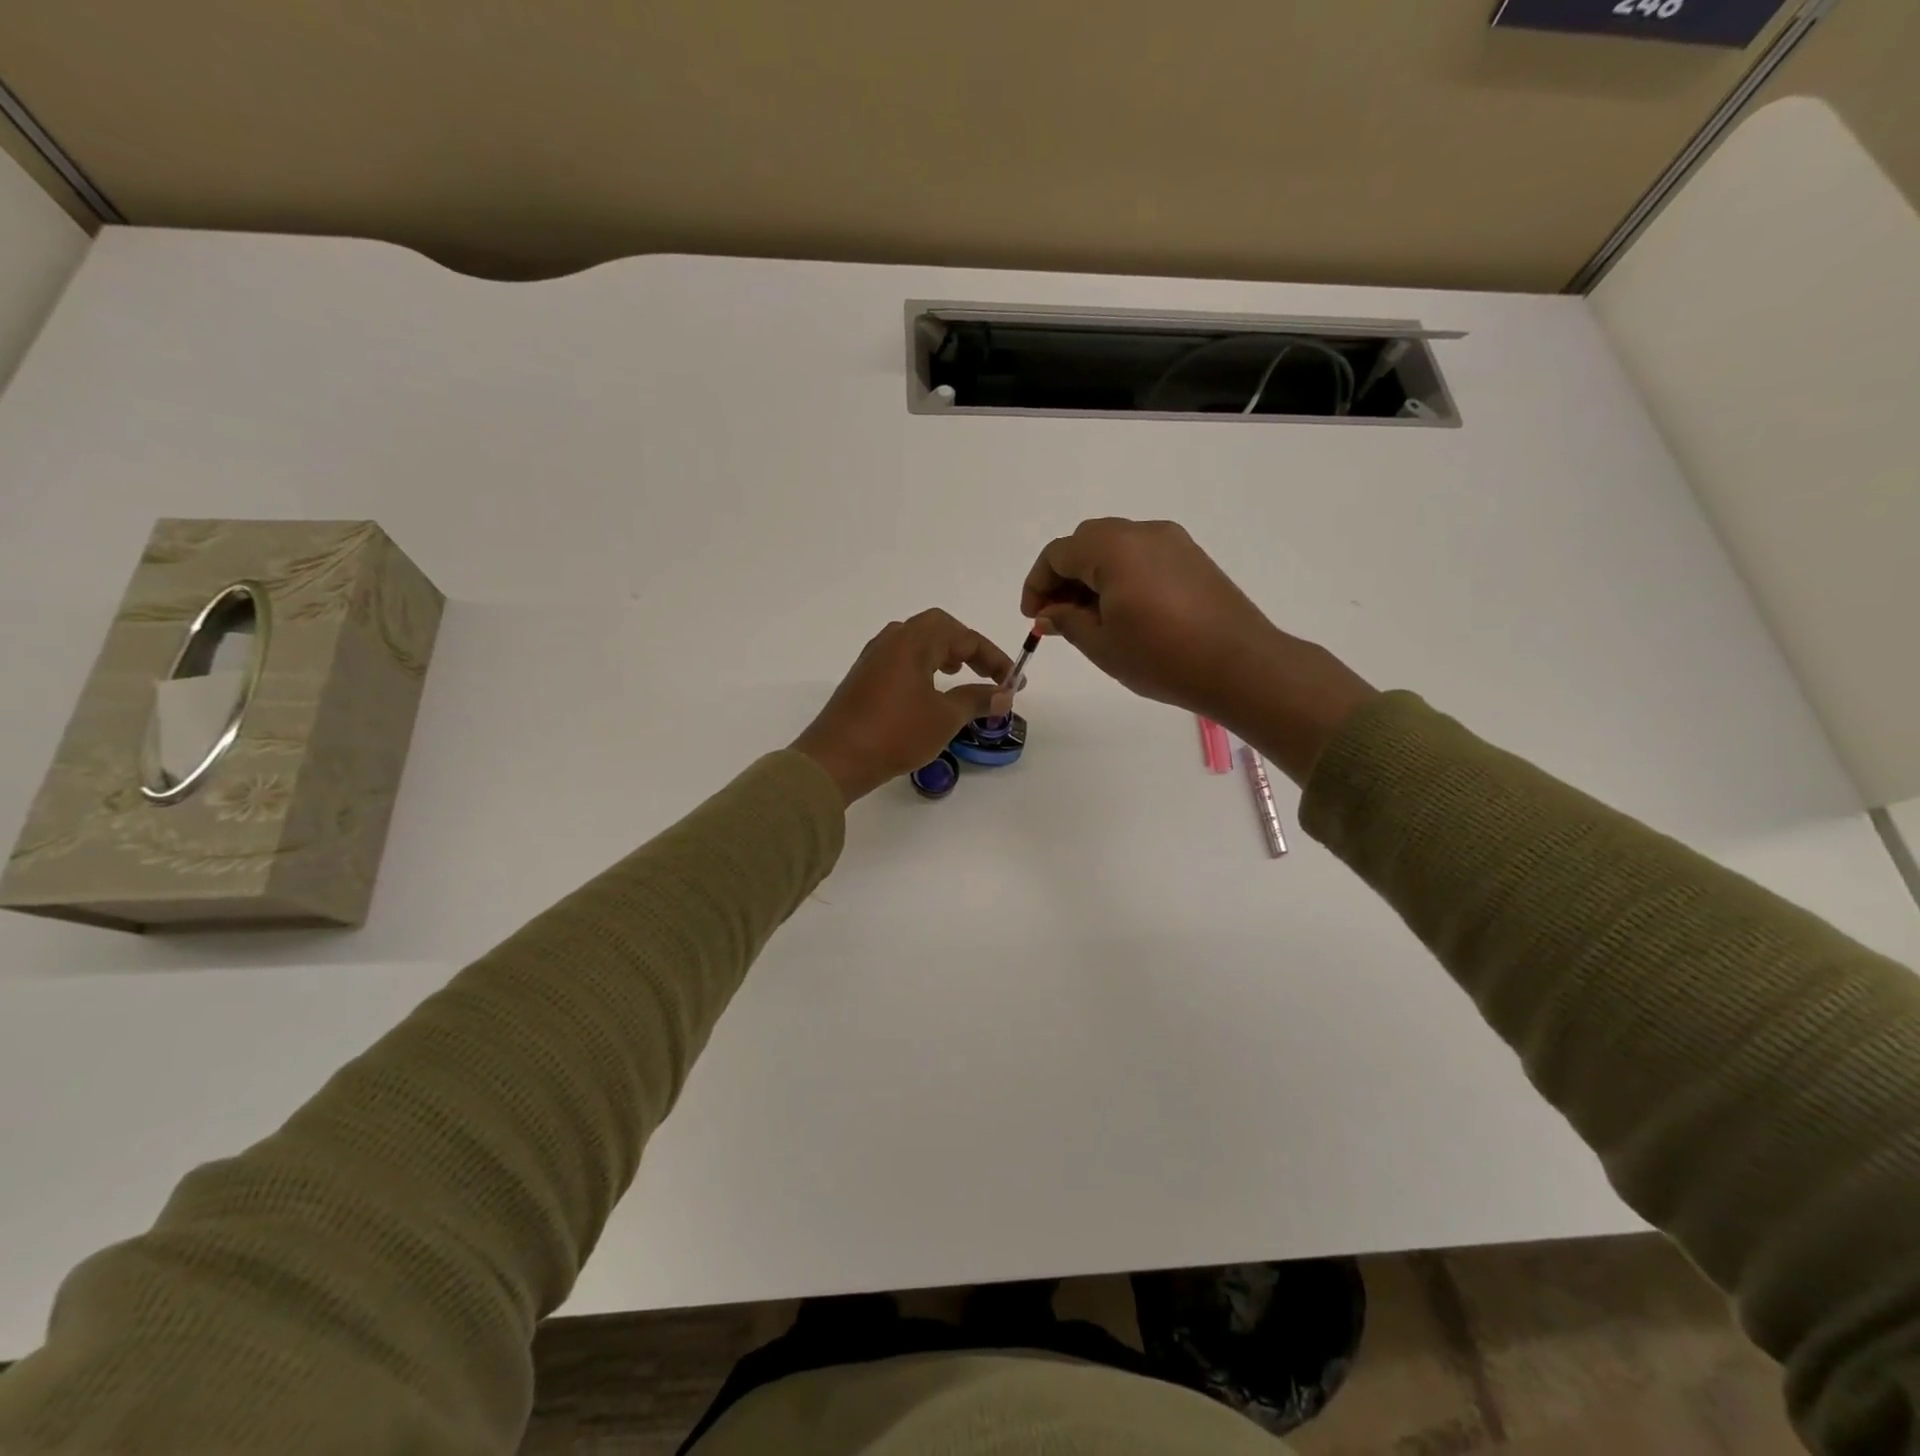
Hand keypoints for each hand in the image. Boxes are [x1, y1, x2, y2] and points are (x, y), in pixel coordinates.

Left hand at [794, 609, 1014, 804]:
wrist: (836, 759)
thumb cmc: (896, 733)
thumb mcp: (945, 718)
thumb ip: (977, 700)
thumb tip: (1005, 693)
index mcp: (913, 641)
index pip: (964, 636)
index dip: (993, 658)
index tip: (1013, 681)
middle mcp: (892, 640)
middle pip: (938, 628)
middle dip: (967, 647)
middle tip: (986, 672)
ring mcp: (873, 658)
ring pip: (916, 642)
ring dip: (943, 654)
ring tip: (959, 675)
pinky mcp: (863, 678)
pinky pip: (901, 659)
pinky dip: (923, 666)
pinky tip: (929, 692)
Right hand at [1020, 518, 1375, 783]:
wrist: (1240, 666)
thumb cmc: (1162, 658)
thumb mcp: (1102, 645)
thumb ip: (1066, 621)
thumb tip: (1048, 612)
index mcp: (1113, 549)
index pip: (1058, 553)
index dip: (1037, 584)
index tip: (1034, 618)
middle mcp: (1142, 532)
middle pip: (1086, 542)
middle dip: (1064, 576)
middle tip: (1058, 617)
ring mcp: (1172, 542)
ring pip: (1115, 546)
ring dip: (1092, 575)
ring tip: (1090, 619)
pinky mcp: (1192, 557)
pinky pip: (1142, 555)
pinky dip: (1121, 574)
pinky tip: (1124, 612)